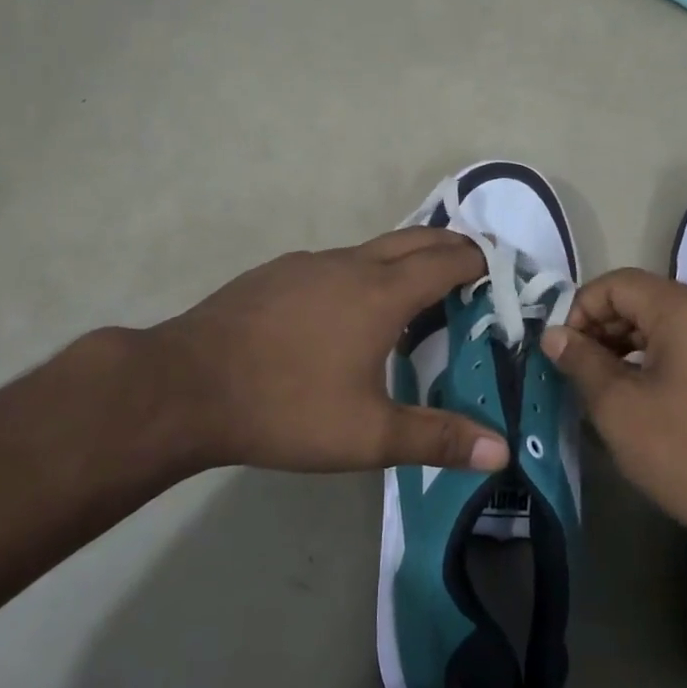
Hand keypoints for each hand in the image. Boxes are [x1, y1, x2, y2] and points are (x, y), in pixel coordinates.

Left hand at [87, 229, 512, 479]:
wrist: (184, 387)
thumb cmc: (285, 407)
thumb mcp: (367, 435)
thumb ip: (436, 438)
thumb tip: (501, 450)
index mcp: (382, 293)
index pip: (448, 261)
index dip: (481, 262)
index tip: (502, 274)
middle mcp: (350, 264)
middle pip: (416, 238)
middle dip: (452, 247)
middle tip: (475, 270)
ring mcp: (308, 263)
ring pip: (373, 248)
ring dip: (407, 258)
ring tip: (419, 290)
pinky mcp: (276, 273)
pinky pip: (337, 261)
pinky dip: (364, 271)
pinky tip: (348, 309)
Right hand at [542, 268, 686, 558]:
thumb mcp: (619, 409)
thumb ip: (581, 362)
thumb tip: (553, 335)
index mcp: (686, 311)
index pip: (618, 283)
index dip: (580, 309)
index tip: (562, 351)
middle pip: (643, 298)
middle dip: (602, 326)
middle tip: (576, 369)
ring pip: (665, 322)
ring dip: (626, 343)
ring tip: (601, 383)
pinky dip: (655, 357)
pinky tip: (638, 392)